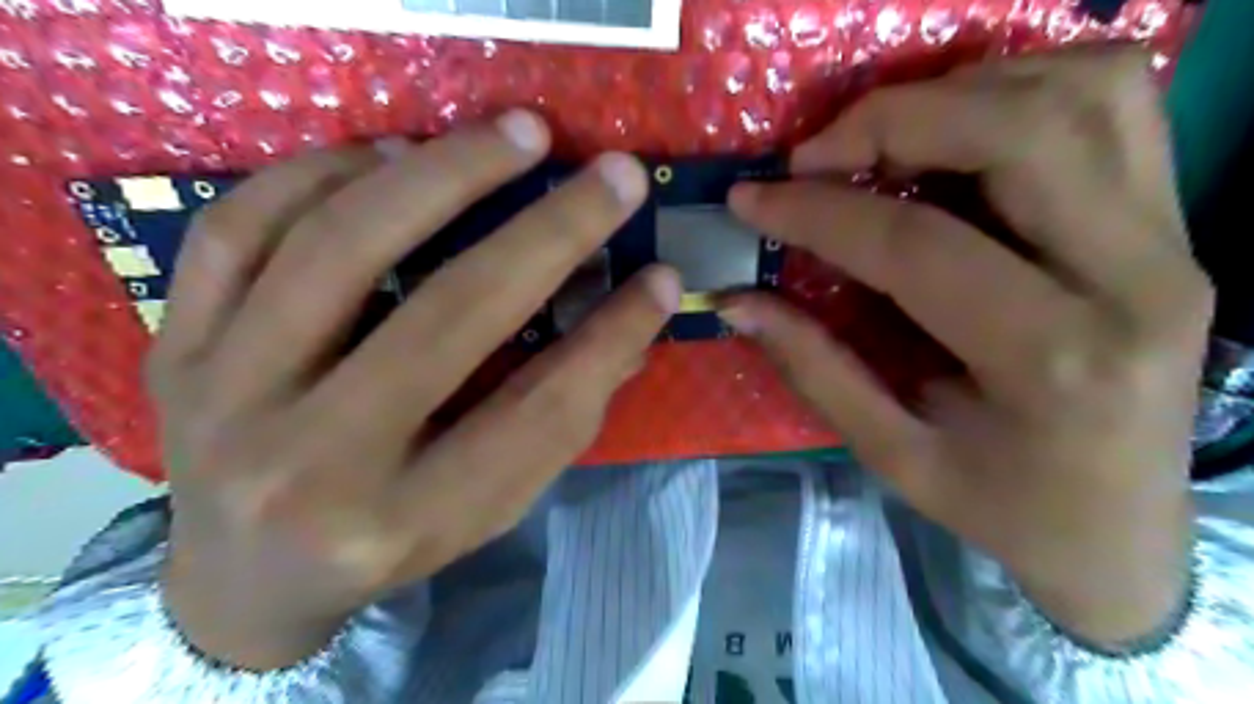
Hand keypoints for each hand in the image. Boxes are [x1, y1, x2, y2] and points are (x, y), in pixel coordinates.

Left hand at [149, 110, 680, 671]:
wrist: (244, 576)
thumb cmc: (389, 541)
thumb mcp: (486, 505)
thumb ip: (559, 417)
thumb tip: (633, 320)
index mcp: (403, 519)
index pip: (536, 412)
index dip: (611, 336)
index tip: (660, 277)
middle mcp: (310, 465)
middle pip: (447, 316)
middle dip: (549, 232)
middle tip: (611, 173)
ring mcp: (225, 397)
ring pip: (336, 248)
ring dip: (442, 173)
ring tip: (510, 135)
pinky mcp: (173, 346)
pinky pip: (238, 231)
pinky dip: (322, 173)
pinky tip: (391, 154)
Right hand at [720, 51, 1208, 646]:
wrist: (1124, 530)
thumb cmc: (1003, 507)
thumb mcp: (894, 455)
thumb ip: (813, 367)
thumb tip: (735, 300)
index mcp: (1054, 364)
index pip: (918, 246)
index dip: (818, 213)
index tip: (752, 198)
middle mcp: (1136, 282)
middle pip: (1019, 134)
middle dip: (892, 121)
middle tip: (813, 155)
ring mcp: (1173, 239)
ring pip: (1083, 92)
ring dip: (960, 92)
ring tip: (880, 138)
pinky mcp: (1175, 222)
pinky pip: (1114, 103)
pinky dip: (1023, 89)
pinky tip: (957, 132)